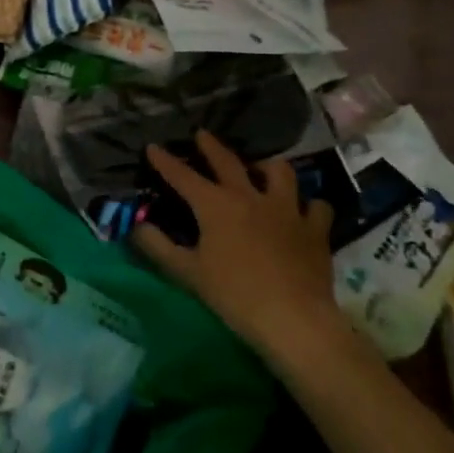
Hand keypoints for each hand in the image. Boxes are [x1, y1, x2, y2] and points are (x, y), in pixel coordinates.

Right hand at [133, 131, 344, 365]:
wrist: (293, 318)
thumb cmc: (233, 294)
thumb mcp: (187, 273)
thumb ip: (158, 246)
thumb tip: (137, 226)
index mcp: (215, 205)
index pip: (183, 176)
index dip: (165, 161)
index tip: (153, 147)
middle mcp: (250, 197)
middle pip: (228, 162)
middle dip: (211, 146)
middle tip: (202, 134)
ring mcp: (287, 210)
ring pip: (279, 172)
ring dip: (267, 167)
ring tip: (261, 169)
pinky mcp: (315, 229)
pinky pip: (316, 207)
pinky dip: (309, 205)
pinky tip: (305, 211)